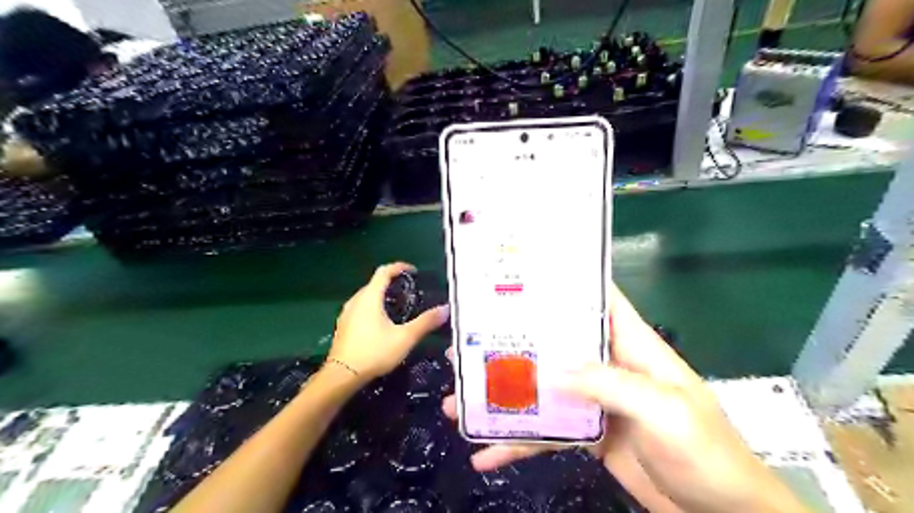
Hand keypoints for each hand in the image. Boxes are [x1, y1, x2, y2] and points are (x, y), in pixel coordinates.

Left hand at [332, 264, 452, 380]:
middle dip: (391, 282)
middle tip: (409, 290)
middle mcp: (356, 300)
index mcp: (369, 297)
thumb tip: (446, 309)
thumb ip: (425, 322)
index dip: (399, 267)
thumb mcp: (405, 338)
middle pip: (374, 283)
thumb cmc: (374, 352)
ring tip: (397, 305)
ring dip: (381, 295)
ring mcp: (347, 313)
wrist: (342, 376)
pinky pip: (360, 308)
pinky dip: (373, 306)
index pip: (384, 271)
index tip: (413, 271)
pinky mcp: (343, 325)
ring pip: (366, 296)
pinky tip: (381, 322)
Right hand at [443, 284, 804, 511]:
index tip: (521, 276)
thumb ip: (611, 384)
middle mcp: (608, 366)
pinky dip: (518, 443)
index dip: (566, 283)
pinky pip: (546, 433)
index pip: (598, 301)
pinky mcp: (587, 434)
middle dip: (513, 343)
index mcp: (632, 346)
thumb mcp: (664, 411)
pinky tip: (486, 454)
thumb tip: (552, 371)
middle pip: (555, 345)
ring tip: (458, 402)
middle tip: (467, 343)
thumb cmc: (706, 454)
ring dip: (504, 397)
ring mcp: (594, 402)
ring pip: (542, 390)